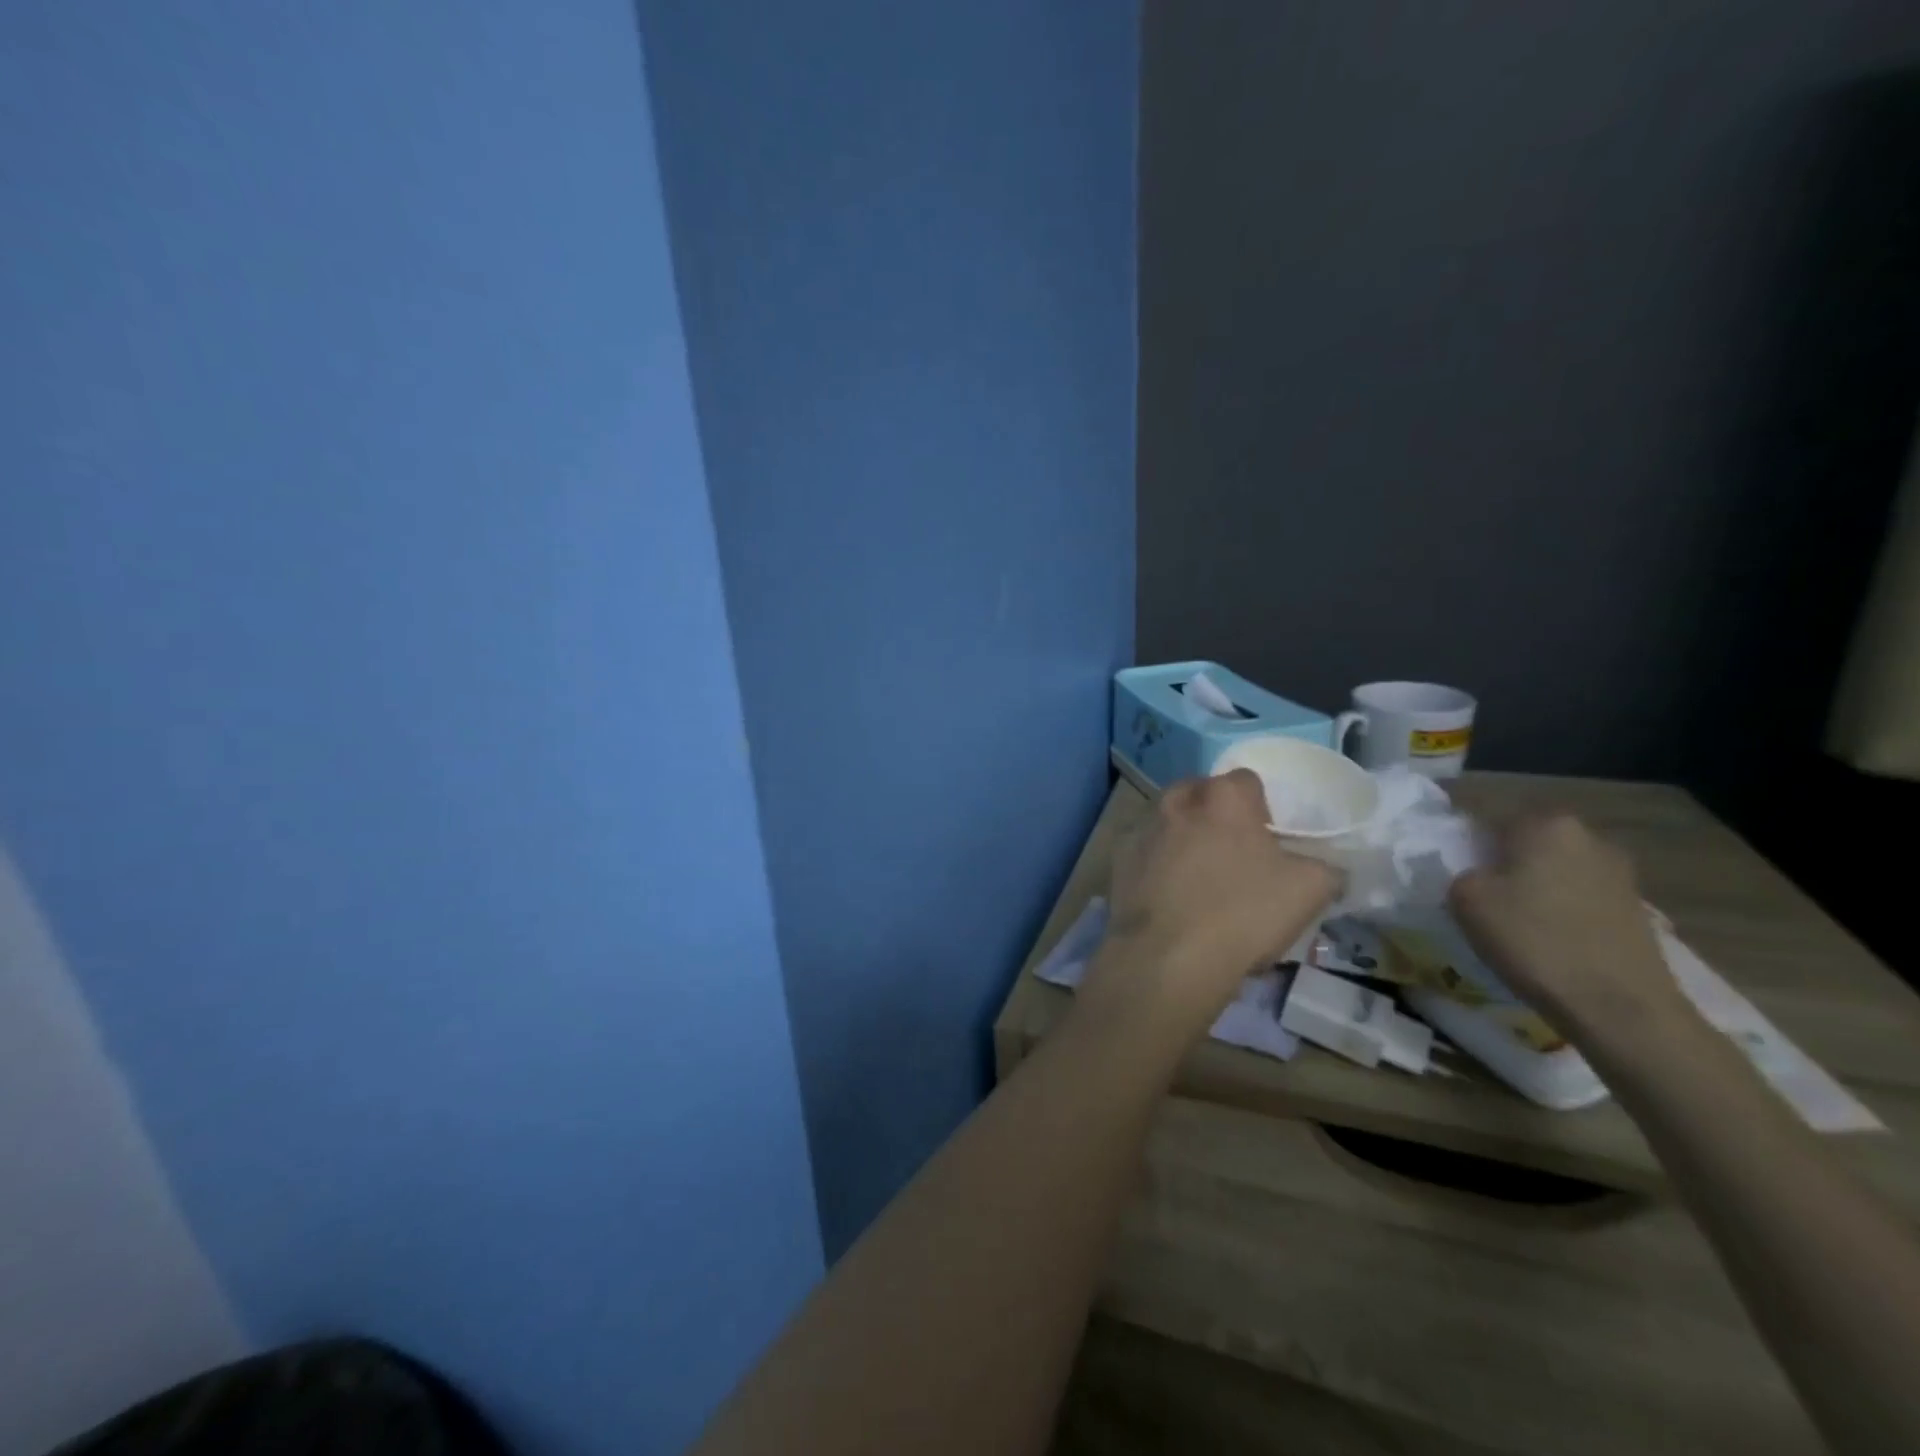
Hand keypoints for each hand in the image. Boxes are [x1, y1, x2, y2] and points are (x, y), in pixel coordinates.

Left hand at [1075, 771, 1338, 1047]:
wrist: (1168, 957)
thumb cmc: (1243, 914)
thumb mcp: (1310, 890)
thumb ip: (1324, 866)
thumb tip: (1323, 864)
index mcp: (1223, 796)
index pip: (1247, 782)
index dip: (1261, 809)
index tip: (1267, 841)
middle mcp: (1176, 800)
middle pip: (1202, 797)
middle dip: (1216, 818)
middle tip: (1233, 858)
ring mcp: (1141, 827)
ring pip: (1169, 822)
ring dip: (1183, 839)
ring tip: (1198, 882)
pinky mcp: (1117, 858)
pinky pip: (1145, 852)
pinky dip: (1156, 865)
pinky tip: (1169, 898)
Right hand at [1449, 815, 1689, 1041]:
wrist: (1621, 1008)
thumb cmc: (1534, 941)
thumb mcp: (1466, 899)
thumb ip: (1461, 871)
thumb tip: (1475, 872)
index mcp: (1545, 823)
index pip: (1490, 814)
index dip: (1465, 839)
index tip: (1453, 865)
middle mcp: (1588, 836)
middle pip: (1528, 838)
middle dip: (1504, 858)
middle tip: (1481, 890)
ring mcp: (1620, 872)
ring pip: (1557, 866)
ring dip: (1535, 883)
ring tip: (1514, 917)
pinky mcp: (1636, 907)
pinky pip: (1581, 894)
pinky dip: (1561, 907)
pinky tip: (1548, 936)